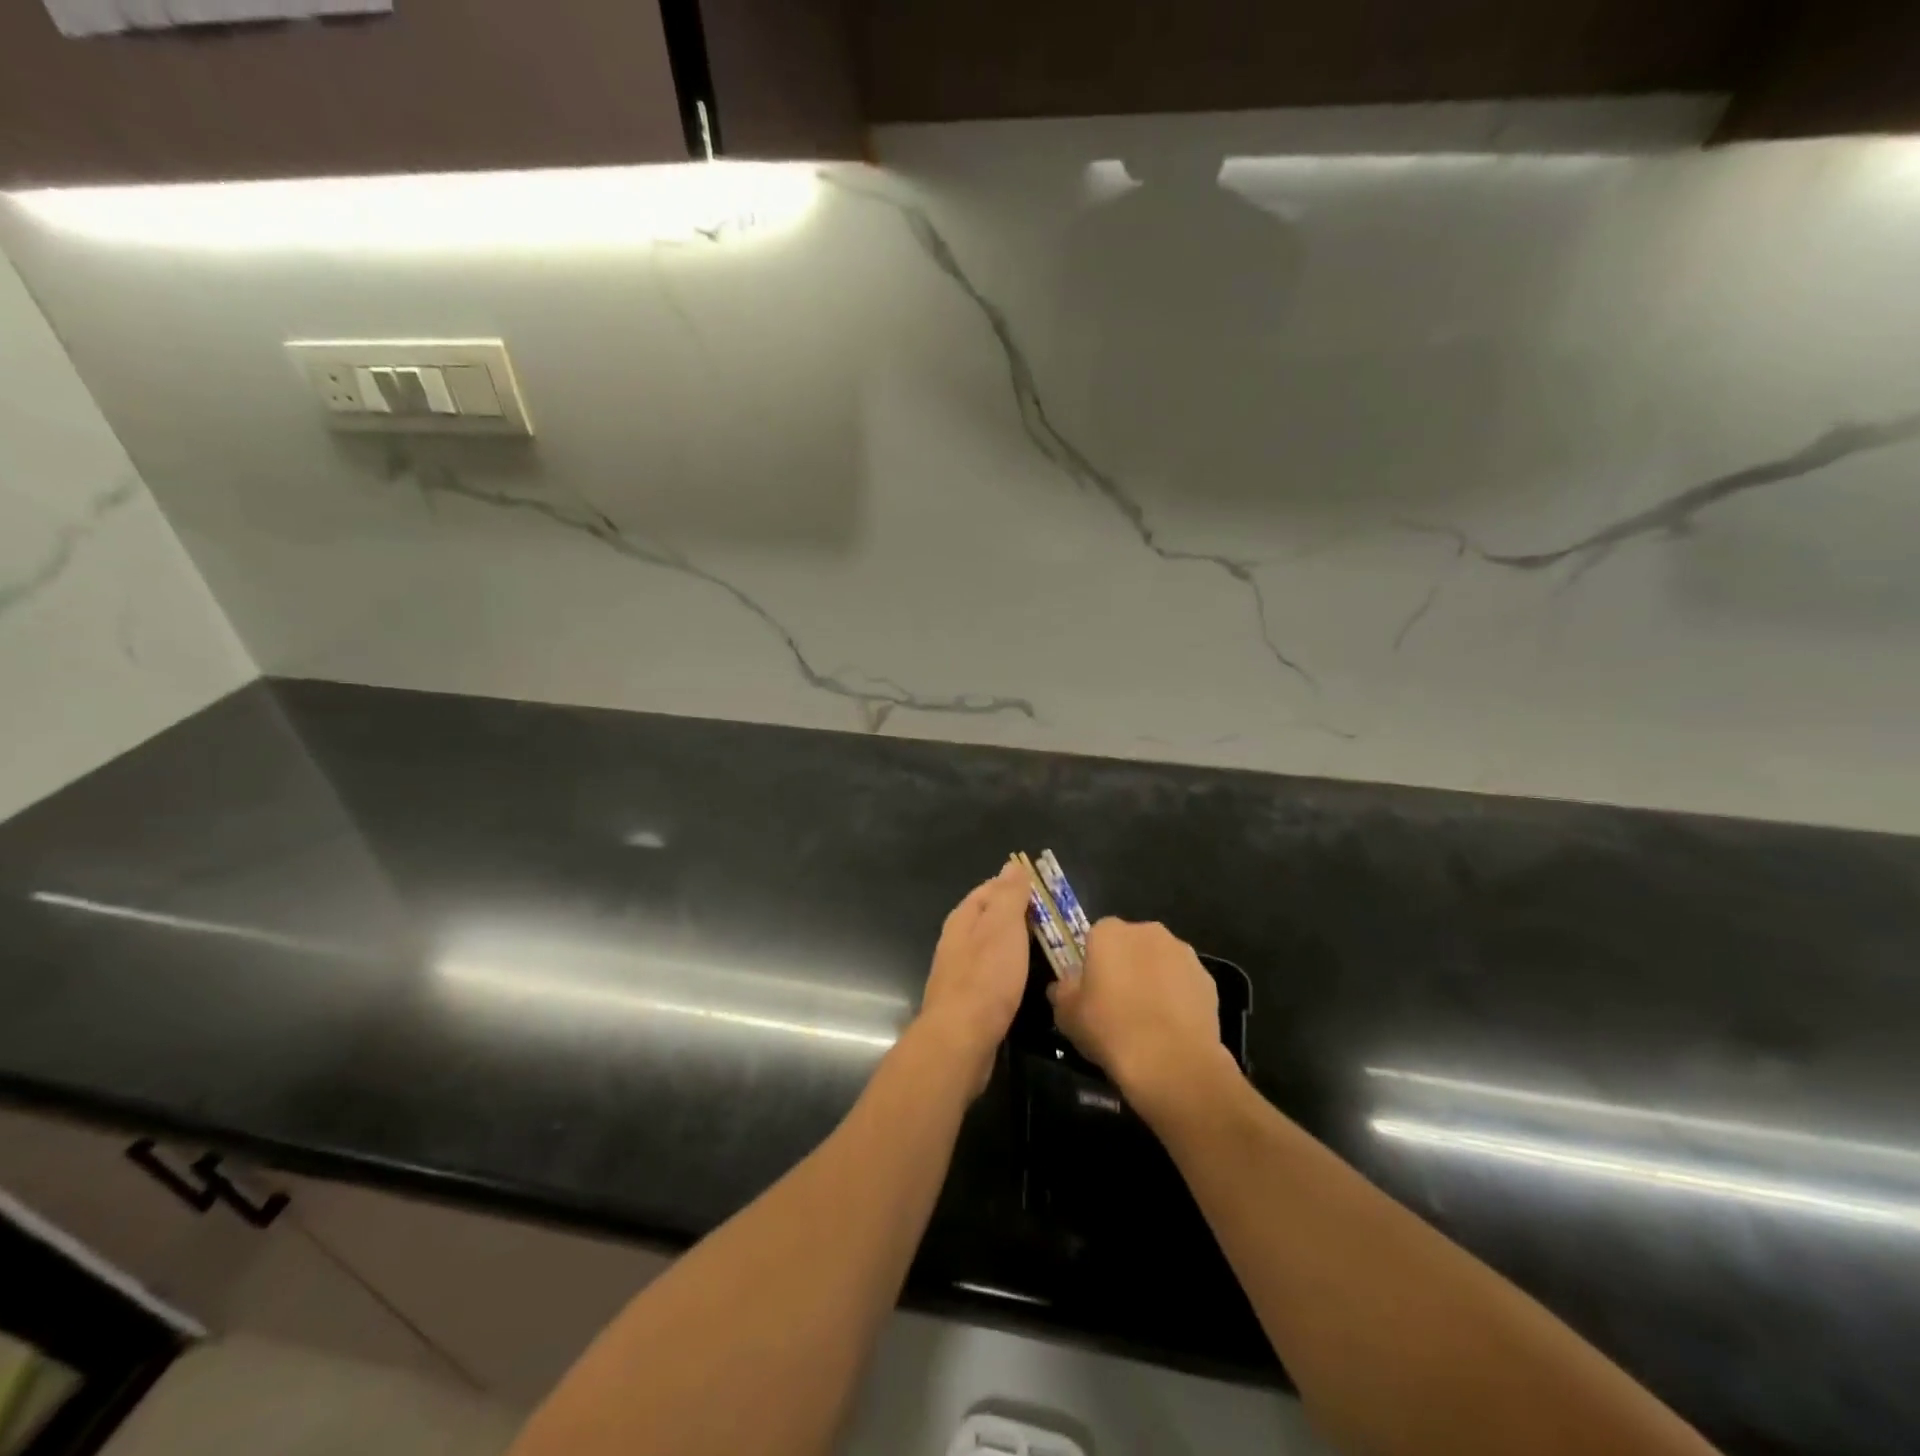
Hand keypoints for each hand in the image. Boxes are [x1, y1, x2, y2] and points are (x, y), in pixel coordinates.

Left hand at [916, 863, 1031, 1092]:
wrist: (961, 1040)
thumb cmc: (986, 978)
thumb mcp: (1003, 927)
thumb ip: (1009, 894)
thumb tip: (1013, 864)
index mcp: (963, 918)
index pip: (990, 889)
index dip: (1016, 885)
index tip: (1046, 890)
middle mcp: (956, 941)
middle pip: (989, 917)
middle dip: (1017, 914)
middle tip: (1053, 919)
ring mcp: (959, 972)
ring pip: (990, 946)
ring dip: (1014, 942)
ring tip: (1044, 946)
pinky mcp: (967, 1000)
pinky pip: (991, 973)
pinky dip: (1009, 968)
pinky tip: (1024, 978)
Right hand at [1049, 918, 1235, 1114]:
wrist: (1170, 1061)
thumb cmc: (1109, 1029)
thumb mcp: (1066, 1014)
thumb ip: (1063, 991)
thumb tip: (1065, 984)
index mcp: (1109, 932)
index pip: (1096, 936)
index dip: (1093, 963)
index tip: (1091, 990)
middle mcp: (1148, 931)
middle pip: (1131, 944)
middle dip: (1126, 965)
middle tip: (1117, 1003)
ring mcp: (1183, 953)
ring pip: (1160, 961)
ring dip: (1153, 979)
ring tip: (1147, 1020)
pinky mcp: (1207, 979)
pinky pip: (1184, 983)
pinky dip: (1178, 997)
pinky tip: (1171, 1028)